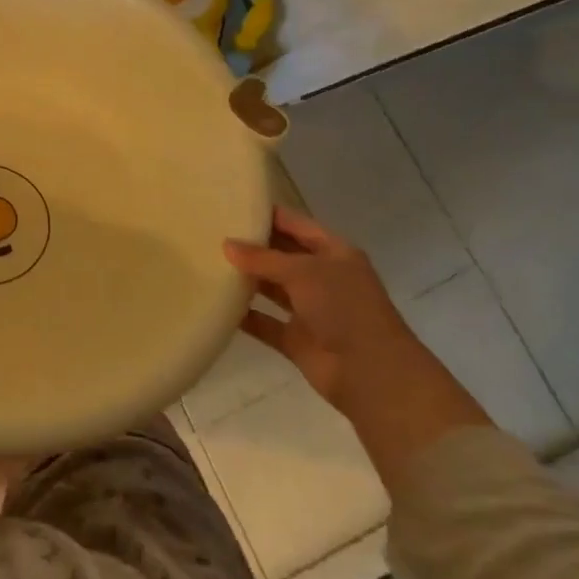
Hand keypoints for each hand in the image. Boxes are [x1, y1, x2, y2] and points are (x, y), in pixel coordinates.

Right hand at [225, 206, 417, 413]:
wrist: (371, 374)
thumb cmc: (344, 308)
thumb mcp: (303, 272)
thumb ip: (262, 258)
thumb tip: (226, 245)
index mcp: (333, 253)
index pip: (295, 224)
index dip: (266, 213)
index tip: (230, 204)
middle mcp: (322, 278)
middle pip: (281, 255)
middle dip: (250, 246)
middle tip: (210, 232)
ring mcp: (309, 310)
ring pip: (271, 288)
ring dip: (245, 279)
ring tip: (207, 263)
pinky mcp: (296, 339)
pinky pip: (264, 322)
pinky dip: (244, 315)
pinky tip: (216, 303)